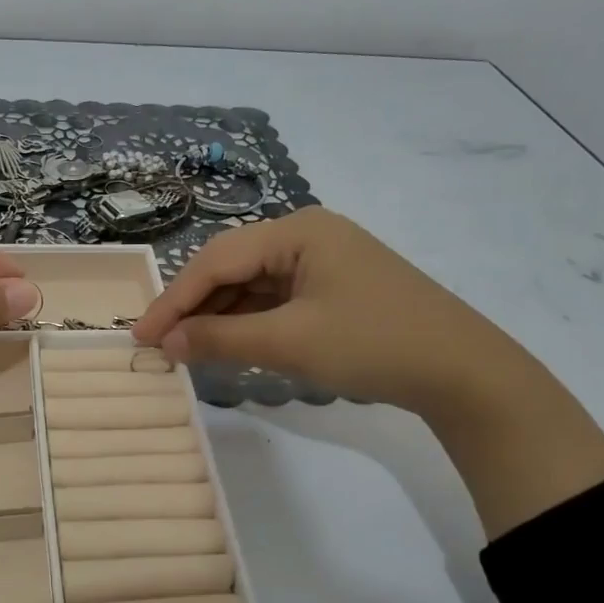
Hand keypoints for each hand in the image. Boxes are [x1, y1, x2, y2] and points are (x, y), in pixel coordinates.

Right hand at [131, 207, 526, 418]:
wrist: (463, 372)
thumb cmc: (373, 344)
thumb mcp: (290, 342)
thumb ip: (221, 339)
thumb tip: (166, 343)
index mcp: (298, 230)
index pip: (217, 259)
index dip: (174, 299)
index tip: (141, 334)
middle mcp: (307, 236)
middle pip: (233, 268)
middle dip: (194, 307)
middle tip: (158, 344)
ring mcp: (323, 262)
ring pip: (252, 286)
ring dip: (219, 317)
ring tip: (185, 349)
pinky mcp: (333, 290)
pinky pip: (275, 301)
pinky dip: (248, 323)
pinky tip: (226, 345)